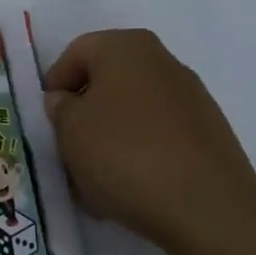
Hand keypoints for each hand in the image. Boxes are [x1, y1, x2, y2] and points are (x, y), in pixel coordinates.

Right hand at [42, 29, 255, 252]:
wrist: (208, 207)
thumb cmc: (126, 155)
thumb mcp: (70, 131)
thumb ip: (60, 109)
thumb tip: (67, 101)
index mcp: (126, 47)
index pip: (75, 53)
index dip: (54, 86)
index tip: (47, 121)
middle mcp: (162, 61)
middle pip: (106, 82)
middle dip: (84, 115)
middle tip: (68, 151)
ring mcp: (191, 96)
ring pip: (132, 111)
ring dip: (109, 138)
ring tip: (96, 180)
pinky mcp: (208, 132)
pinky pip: (158, 134)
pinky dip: (139, 153)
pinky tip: (130, 188)